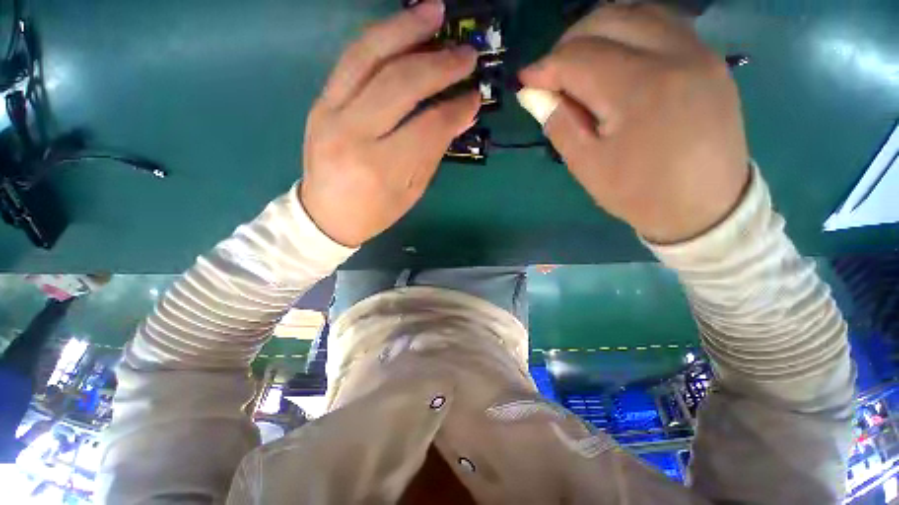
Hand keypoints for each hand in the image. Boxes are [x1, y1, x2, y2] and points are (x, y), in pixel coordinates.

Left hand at [300, 0, 479, 246]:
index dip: (456, 108)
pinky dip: (380, 37)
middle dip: (439, 64)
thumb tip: (461, 113)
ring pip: (369, 56)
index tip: (475, 95)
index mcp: (381, 168)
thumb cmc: (375, 210)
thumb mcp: (412, 191)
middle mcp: (353, 135)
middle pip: (401, 84)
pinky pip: (351, 59)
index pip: (428, 127)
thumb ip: (434, 151)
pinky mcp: (320, 101)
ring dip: (406, 29)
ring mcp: (330, 112)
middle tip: (467, 53)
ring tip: (436, 11)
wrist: (326, 214)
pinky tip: (402, 27)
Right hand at [520, 4, 749, 243]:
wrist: (704, 206)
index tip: (525, 80)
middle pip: (608, 20)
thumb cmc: (639, 192)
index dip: (545, 67)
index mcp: (638, 90)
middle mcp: (673, 55)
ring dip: (599, 30)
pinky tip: (616, 56)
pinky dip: (630, 31)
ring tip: (580, 62)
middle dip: (568, 42)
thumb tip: (533, 94)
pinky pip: (663, 24)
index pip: (579, 58)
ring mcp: (699, 51)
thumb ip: (559, 123)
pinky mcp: (710, 58)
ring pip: (638, 11)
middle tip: (552, 73)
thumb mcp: (587, 166)